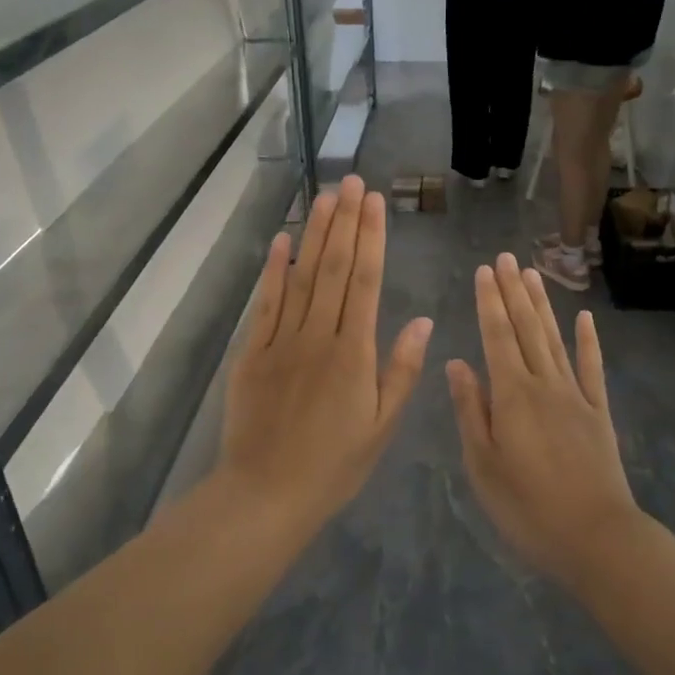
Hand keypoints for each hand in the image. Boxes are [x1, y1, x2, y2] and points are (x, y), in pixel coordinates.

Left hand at [220, 175, 432, 523]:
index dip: (371, 238)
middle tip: (350, 181)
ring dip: (313, 234)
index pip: (365, 281)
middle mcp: (318, 336)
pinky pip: (265, 303)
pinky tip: (281, 242)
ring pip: (300, 277)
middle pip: (332, 268)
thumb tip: (422, 320)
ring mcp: (281, 341)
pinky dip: (272, 270)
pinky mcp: (252, 352)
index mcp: (354, 353)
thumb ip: (402, 370)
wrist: (266, 494)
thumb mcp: (382, 426)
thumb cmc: (334, 465)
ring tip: (324, 197)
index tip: (374, 202)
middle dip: (344, 222)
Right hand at [446, 254, 639, 582]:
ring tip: (532, 273)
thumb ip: (470, 409)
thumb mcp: (482, 464)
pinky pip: (592, 368)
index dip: (488, 301)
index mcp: (511, 394)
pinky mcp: (598, 413)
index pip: (495, 335)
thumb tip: (456, 363)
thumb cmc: (527, 506)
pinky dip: (588, 341)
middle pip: (525, 328)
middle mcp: (543, 383)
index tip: (484, 270)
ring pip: (554, 339)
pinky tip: (585, 318)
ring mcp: (575, 396)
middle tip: (506, 257)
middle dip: (513, 290)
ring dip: (542, 305)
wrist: (596, 537)